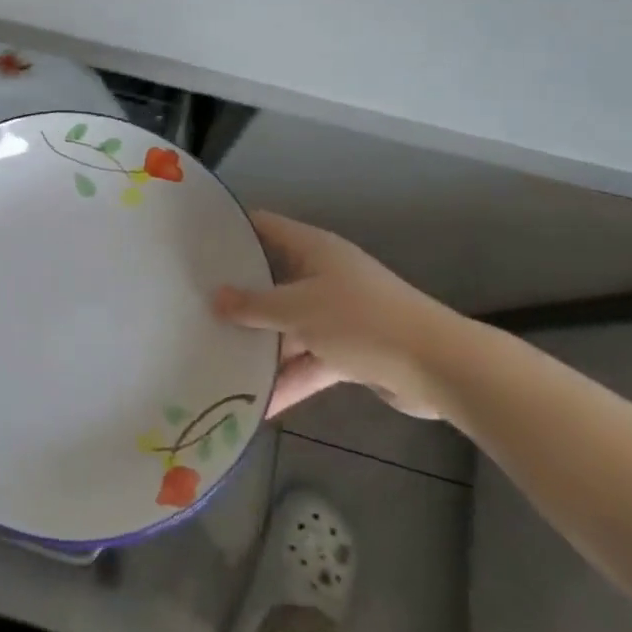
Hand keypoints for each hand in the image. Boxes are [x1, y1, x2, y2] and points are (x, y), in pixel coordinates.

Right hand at [214, 211, 461, 419]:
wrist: (438, 368)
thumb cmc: (362, 321)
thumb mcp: (300, 310)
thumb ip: (255, 306)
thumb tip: (215, 298)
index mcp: (312, 249)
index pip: (264, 227)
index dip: (232, 230)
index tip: (195, 242)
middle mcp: (322, 275)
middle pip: (271, 280)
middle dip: (237, 295)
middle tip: (193, 304)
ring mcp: (335, 314)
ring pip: (287, 326)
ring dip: (261, 345)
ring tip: (216, 359)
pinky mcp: (348, 351)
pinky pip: (308, 361)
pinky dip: (289, 379)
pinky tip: (259, 404)